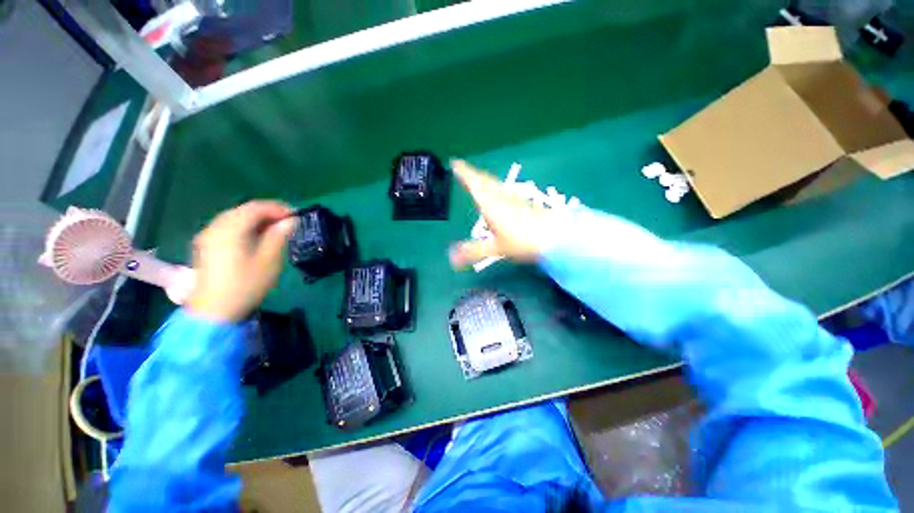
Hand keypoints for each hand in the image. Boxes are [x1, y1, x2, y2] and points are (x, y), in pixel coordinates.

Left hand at [188, 201, 296, 321]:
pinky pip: (228, 227)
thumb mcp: (269, 261)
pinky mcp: (206, 245)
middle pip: (243, 210)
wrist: (213, 311)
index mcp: (231, 229)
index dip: (278, 208)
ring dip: (257, 219)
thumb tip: (291, 221)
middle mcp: (215, 227)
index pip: (256, 208)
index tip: (297, 215)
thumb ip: (279, 236)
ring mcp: (208, 236)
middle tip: (288, 221)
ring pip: (235, 217)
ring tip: (276, 228)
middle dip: (268, 212)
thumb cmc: (245, 285)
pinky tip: (256, 236)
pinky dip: (245, 226)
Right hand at [449, 160, 562, 268]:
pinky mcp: (525, 204)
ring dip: (485, 180)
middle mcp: (501, 197)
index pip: (474, 184)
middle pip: (485, 181)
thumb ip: (473, 252)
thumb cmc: (522, 240)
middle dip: (473, 175)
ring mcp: (515, 199)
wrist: (556, 236)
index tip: (455, 162)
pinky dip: (497, 189)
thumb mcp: (495, 248)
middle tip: (464, 170)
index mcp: (490, 204)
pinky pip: (505, 192)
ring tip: (479, 179)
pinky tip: (501, 196)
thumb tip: (451, 259)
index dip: (464, 173)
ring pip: (496, 185)